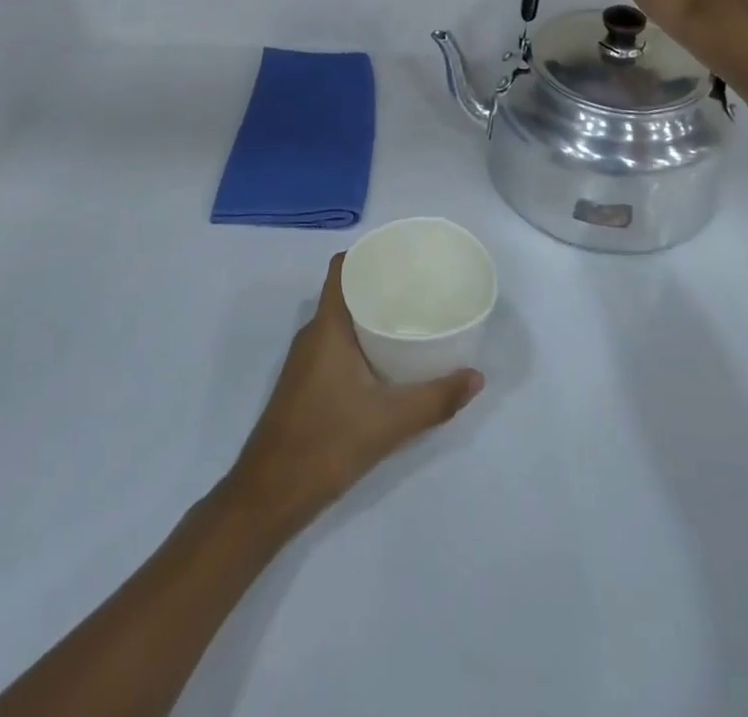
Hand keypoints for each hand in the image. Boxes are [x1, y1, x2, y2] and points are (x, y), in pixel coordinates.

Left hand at [223, 254, 482, 540]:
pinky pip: (336, 344)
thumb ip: (435, 399)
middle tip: (420, 288)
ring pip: (341, 321)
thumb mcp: (390, 421)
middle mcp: (313, 334)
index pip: (342, 268)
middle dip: (380, 285)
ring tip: (411, 318)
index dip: (368, 254)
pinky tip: (387, 360)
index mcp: (327, 326)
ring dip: (371, 315)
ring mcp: (306, 360)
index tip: (401, 255)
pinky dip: (361, 341)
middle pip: (346, 292)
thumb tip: (476, 377)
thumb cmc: (327, 442)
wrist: (270, 493)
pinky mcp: (306, 383)